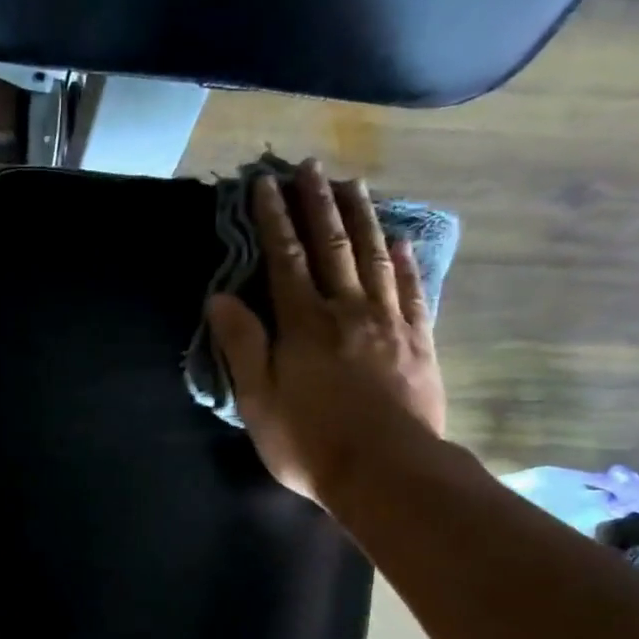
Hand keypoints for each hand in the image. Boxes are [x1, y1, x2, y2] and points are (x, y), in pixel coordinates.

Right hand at [206, 159, 446, 503]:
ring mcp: (389, 323)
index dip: (274, 219)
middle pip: (333, 246)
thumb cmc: (310, 441)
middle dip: (318, 204)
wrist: (386, 472)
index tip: (266, 185)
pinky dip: (407, 262)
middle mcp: (348, 310)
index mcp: (304, 324)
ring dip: (363, 218)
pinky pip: (414, 291)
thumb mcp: (259, 400)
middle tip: (311, 166)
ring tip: (354, 185)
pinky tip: (403, 241)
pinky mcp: (418, 342)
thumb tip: (220, 298)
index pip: (285, 258)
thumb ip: (242, 345)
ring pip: (375, 258)